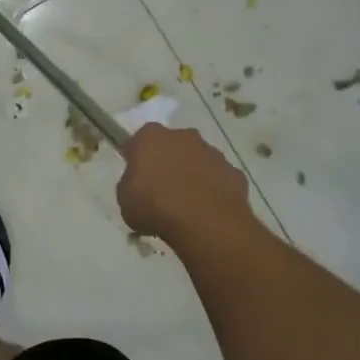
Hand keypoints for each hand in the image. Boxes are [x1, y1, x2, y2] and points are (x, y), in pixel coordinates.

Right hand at [116, 124, 250, 243]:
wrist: (205, 223)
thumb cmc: (155, 207)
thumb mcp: (125, 199)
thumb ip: (130, 184)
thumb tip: (140, 184)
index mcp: (151, 137)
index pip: (138, 141)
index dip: (136, 158)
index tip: (135, 176)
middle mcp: (183, 136)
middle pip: (171, 145)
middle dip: (167, 162)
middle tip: (161, 189)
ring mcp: (212, 153)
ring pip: (197, 160)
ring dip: (191, 175)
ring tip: (186, 204)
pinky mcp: (233, 172)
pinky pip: (217, 178)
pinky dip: (212, 190)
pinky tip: (206, 210)